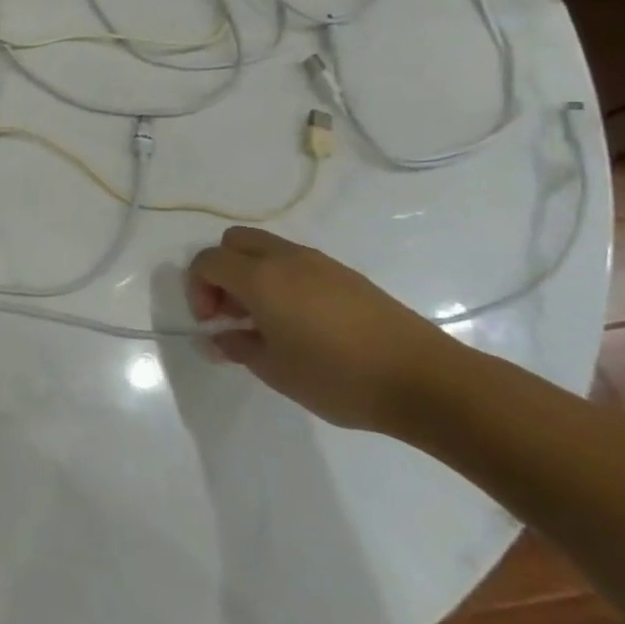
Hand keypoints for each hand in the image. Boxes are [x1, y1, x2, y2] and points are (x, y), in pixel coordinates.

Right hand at [185, 226, 461, 433]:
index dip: (197, 289)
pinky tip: (301, 323)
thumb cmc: (338, 376)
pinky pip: (297, 263)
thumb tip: (217, 338)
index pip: (207, 261)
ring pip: (267, 249)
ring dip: (252, 274)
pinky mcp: (347, 276)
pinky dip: (282, 280)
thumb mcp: (274, 370)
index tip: (211, 324)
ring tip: (266, 321)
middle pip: (234, 242)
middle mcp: (285, 258)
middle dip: (221, 272)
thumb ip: (237, 347)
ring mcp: (320, 263)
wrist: (427, 381)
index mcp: (260, 277)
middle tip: (231, 313)